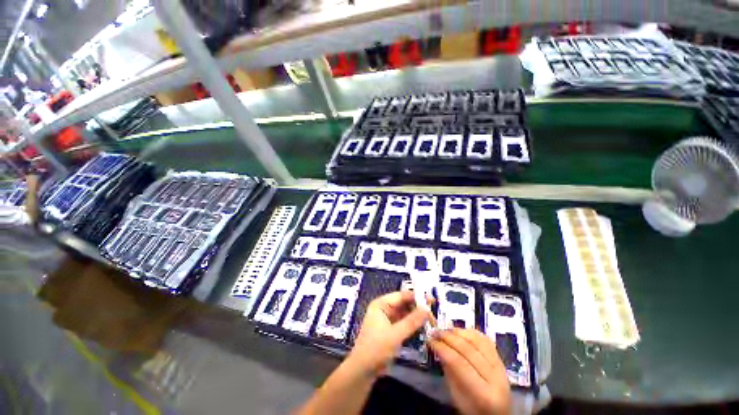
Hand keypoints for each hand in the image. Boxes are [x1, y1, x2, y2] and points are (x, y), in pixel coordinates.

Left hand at [348, 291, 429, 375]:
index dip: (417, 296)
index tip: (432, 300)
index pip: (401, 295)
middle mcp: (384, 308)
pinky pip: (403, 322)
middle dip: (417, 306)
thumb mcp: (395, 334)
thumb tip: (427, 309)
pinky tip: (423, 326)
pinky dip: (412, 323)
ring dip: (416, 315)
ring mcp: (387, 318)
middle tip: (433, 311)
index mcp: (381, 304)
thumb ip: (412, 321)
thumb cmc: (376, 348)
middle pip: (403, 303)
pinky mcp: (390, 329)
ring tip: (431, 318)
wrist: (363, 370)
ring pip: (405, 312)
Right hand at [429, 328, 511, 414]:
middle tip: (434, 332)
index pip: (459, 363)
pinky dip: (470, 332)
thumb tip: (437, 346)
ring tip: (445, 330)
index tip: (430, 340)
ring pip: (477, 340)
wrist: (497, 413)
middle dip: (448, 337)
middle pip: (468, 349)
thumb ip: (449, 370)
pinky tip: (459, 331)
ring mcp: (501, 366)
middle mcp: (496, 378)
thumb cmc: (472, 409)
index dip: (442, 348)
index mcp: (483, 394)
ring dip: (458, 332)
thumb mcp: (456, 396)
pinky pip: (485, 339)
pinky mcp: (501, 359)